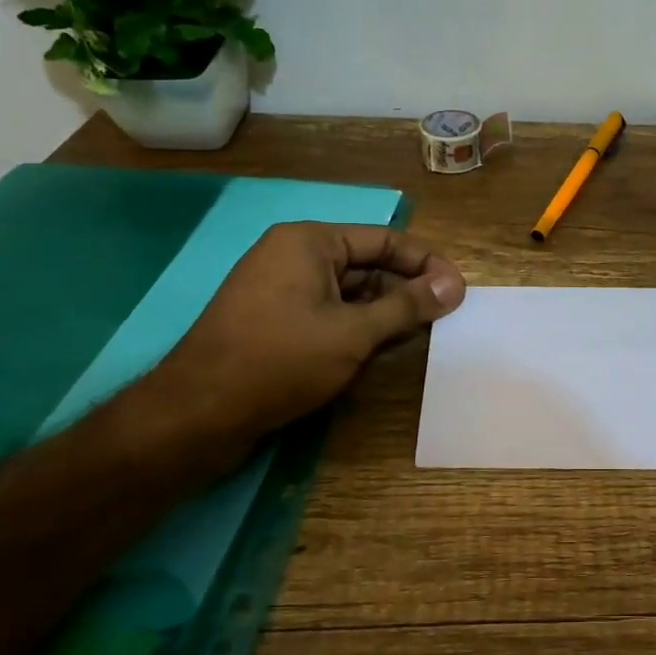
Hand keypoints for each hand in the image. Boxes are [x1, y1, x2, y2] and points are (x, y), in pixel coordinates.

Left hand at [149, 222, 465, 443]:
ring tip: (419, 335)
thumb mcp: (355, 332)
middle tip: (444, 317)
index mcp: (309, 241)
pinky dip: (356, 326)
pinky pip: (327, 311)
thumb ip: (407, 306)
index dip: (426, 264)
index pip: (384, 240)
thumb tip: (454, 285)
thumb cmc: (280, 360)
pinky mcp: (272, 320)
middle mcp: (293, 255)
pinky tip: (379, 348)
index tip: (458, 291)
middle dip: (406, 289)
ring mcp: (279, 288)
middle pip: (367, 264)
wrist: (197, 414)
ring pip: (349, 291)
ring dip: (383, 311)